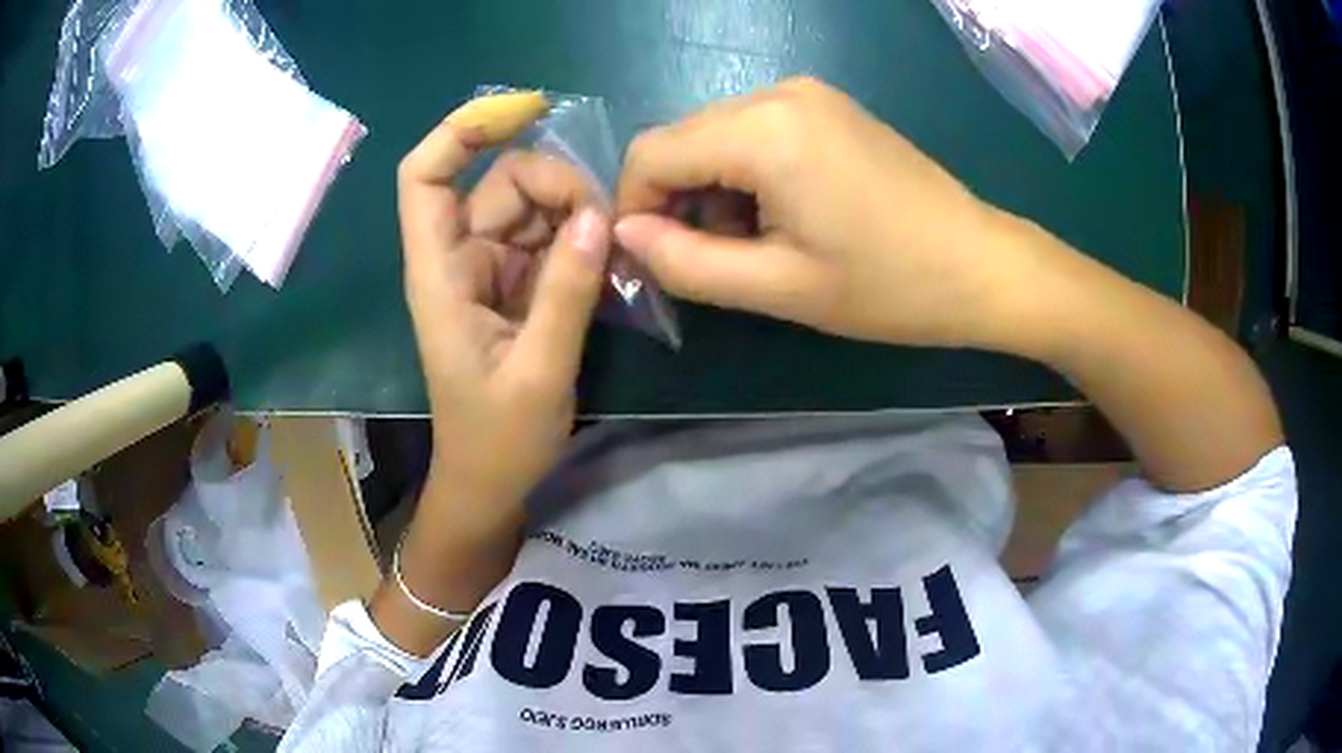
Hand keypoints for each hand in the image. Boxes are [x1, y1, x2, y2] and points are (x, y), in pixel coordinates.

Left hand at [398, 92, 610, 532]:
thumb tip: (597, 216)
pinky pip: (548, 240)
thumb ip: (566, 292)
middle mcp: (460, 259)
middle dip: (555, 186)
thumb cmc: (499, 441)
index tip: (525, 110)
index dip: (462, 131)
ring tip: (615, 253)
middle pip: (500, 182)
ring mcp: (489, 271)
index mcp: (440, 275)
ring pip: (531, 208)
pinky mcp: (516, 288)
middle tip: (606, 228)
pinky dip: (579, 243)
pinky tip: (609, 266)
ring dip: (575, 215)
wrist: (489, 484)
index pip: (425, 176)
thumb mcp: (539, 372)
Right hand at [614, 77, 1054, 350]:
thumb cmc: (888, 286)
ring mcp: (806, 94)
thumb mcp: (779, 287)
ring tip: (751, 244)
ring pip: (715, 136)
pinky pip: (753, 131)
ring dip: (710, 189)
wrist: (980, 264)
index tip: (650, 260)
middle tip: (705, 261)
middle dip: (674, 199)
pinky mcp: (826, 106)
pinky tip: (778, 214)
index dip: (633, 207)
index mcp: (764, 131)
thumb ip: (686, 263)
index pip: (651, 153)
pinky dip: (743, 174)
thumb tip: (624, 235)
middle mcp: (778, 92)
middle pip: (681, 139)